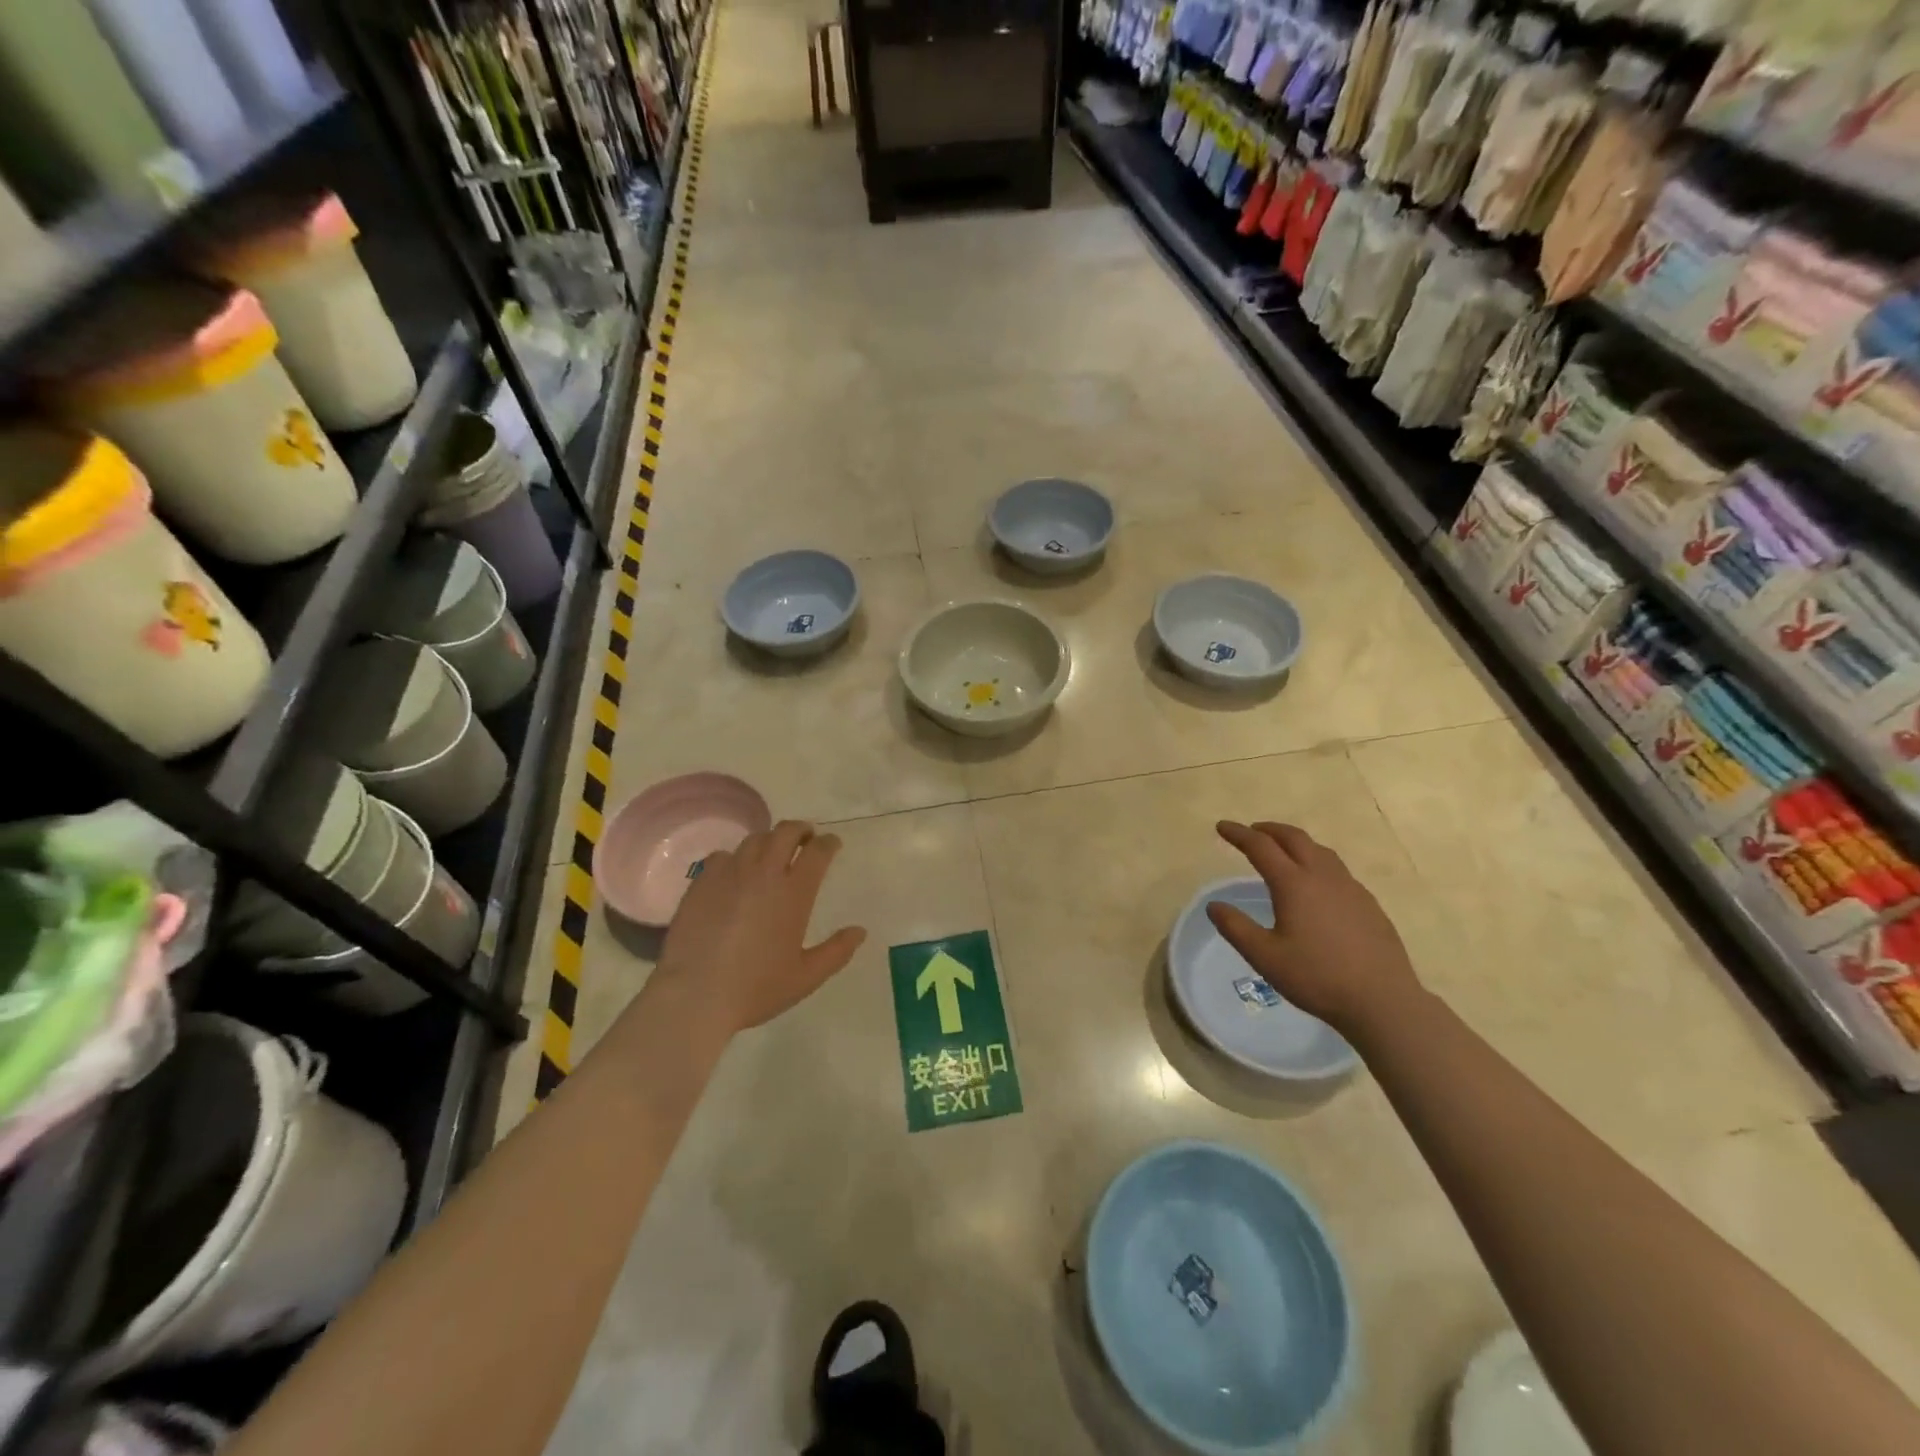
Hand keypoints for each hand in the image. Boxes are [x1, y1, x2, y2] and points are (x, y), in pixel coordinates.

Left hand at [655, 821, 866, 1032]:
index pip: (818, 851)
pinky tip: (735, 874)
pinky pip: (723, 856)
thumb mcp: (806, 977)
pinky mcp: (702, 882)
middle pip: (786, 832)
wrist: (694, 995)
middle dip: (801, 830)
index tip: (832, 844)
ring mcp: (730, 873)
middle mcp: (764, 873)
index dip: (829, 843)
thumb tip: (860, 931)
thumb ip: (837, 952)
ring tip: (772, 854)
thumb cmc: (755, 988)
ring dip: (770, 841)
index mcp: (794, 892)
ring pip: (755, 840)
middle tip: (806, 839)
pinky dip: (736, 858)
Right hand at [1208, 820, 1419, 1038]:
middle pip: (1294, 838)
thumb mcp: (1265, 957)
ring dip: (1295, 842)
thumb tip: (1214, 906)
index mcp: (1294, 884)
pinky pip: (1337, 869)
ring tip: (1283, 850)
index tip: (1222, 826)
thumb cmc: (1317, 978)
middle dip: (1269, 830)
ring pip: (1320, 850)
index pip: (1261, 847)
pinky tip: (1317, 884)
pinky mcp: (1368, 904)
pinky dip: (1317, 861)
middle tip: (1251, 831)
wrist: (1383, 1000)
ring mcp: (1350, 888)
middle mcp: (1323, 877)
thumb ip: (1236, 928)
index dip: (1238, 834)